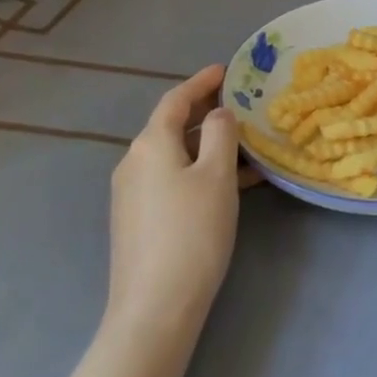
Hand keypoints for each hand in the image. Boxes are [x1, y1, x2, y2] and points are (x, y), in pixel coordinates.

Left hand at [106, 65, 241, 334]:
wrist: (155, 307)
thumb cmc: (192, 232)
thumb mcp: (217, 176)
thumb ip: (221, 134)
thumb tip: (219, 113)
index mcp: (150, 144)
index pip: (175, 100)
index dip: (201, 81)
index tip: (226, 69)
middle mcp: (133, 162)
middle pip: (170, 125)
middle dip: (205, 111)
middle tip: (239, 103)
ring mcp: (131, 193)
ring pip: (173, 154)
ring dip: (206, 144)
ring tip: (245, 145)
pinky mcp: (136, 219)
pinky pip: (170, 178)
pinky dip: (198, 169)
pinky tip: (228, 184)